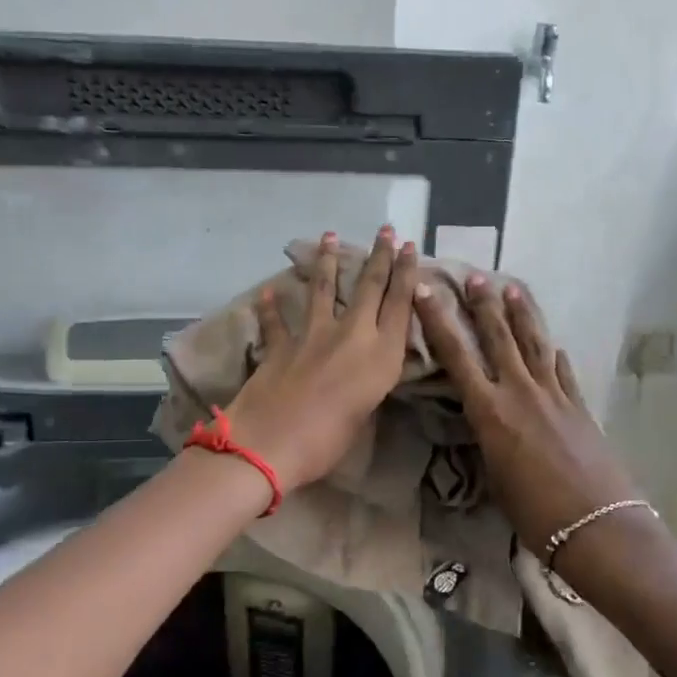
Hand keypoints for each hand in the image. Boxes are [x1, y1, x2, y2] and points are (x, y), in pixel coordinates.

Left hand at [225, 229, 418, 489]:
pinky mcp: (280, 345)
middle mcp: (351, 336)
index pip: (400, 305)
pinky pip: (276, 321)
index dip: (406, 273)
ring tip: (329, 236)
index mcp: (380, 357)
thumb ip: (368, 385)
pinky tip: (268, 292)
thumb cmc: (326, 443)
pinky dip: (271, 308)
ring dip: (327, 261)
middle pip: (369, 287)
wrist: (268, 446)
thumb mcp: (364, 415)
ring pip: (324, 290)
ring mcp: (312, 336)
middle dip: (380, 256)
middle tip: (386, 230)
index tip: (409, 247)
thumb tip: (365, 370)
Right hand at [413, 273, 640, 560]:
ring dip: (521, 315)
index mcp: (490, 411)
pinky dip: (554, 355)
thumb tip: (487, 422)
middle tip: (476, 277)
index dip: (438, 321)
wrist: (597, 525)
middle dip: (484, 305)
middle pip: (498, 338)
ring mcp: (554, 395)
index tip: (426, 291)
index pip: (456, 356)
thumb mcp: (495, 475)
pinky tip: (554, 345)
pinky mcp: (579, 406)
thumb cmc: (534, 513)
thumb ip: (489, 439)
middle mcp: (520, 392)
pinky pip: (562, 371)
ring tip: (513, 288)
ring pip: (533, 345)